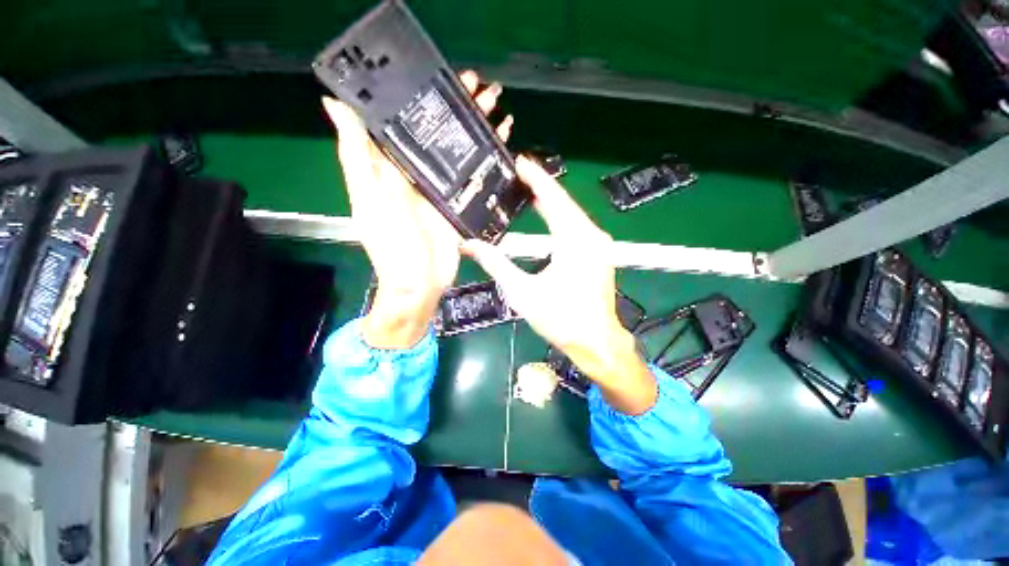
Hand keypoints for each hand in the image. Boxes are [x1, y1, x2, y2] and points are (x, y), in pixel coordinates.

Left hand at [323, 71, 512, 348]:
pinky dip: (488, 159)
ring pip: (459, 150)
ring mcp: (441, 187)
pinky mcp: (459, 203)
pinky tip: (503, 143)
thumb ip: (358, 156)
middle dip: (458, 107)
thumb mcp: (369, 199)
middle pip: (438, 132)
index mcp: (390, 166)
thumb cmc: (392, 245)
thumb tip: (334, 104)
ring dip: (477, 128)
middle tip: (479, 84)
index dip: (420, 95)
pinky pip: (474, 175)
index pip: (404, 120)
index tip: (440, 74)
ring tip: (496, 106)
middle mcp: (416, 171)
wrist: (421, 281)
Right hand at [461, 159, 656, 413]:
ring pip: (571, 213)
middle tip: (517, 172)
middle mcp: (592, 236)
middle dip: (541, 185)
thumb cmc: (561, 320)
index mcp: (576, 242)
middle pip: (564, 202)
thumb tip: (470, 245)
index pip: (554, 200)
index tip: (520, 161)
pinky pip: (576, 226)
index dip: (536, 179)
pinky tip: (545, 212)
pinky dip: (558, 216)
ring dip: (550, 200)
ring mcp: (598, 244)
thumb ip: (496, 265)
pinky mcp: (597, 253)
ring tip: (526, 187)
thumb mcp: (523, 292)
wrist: (596, 342)